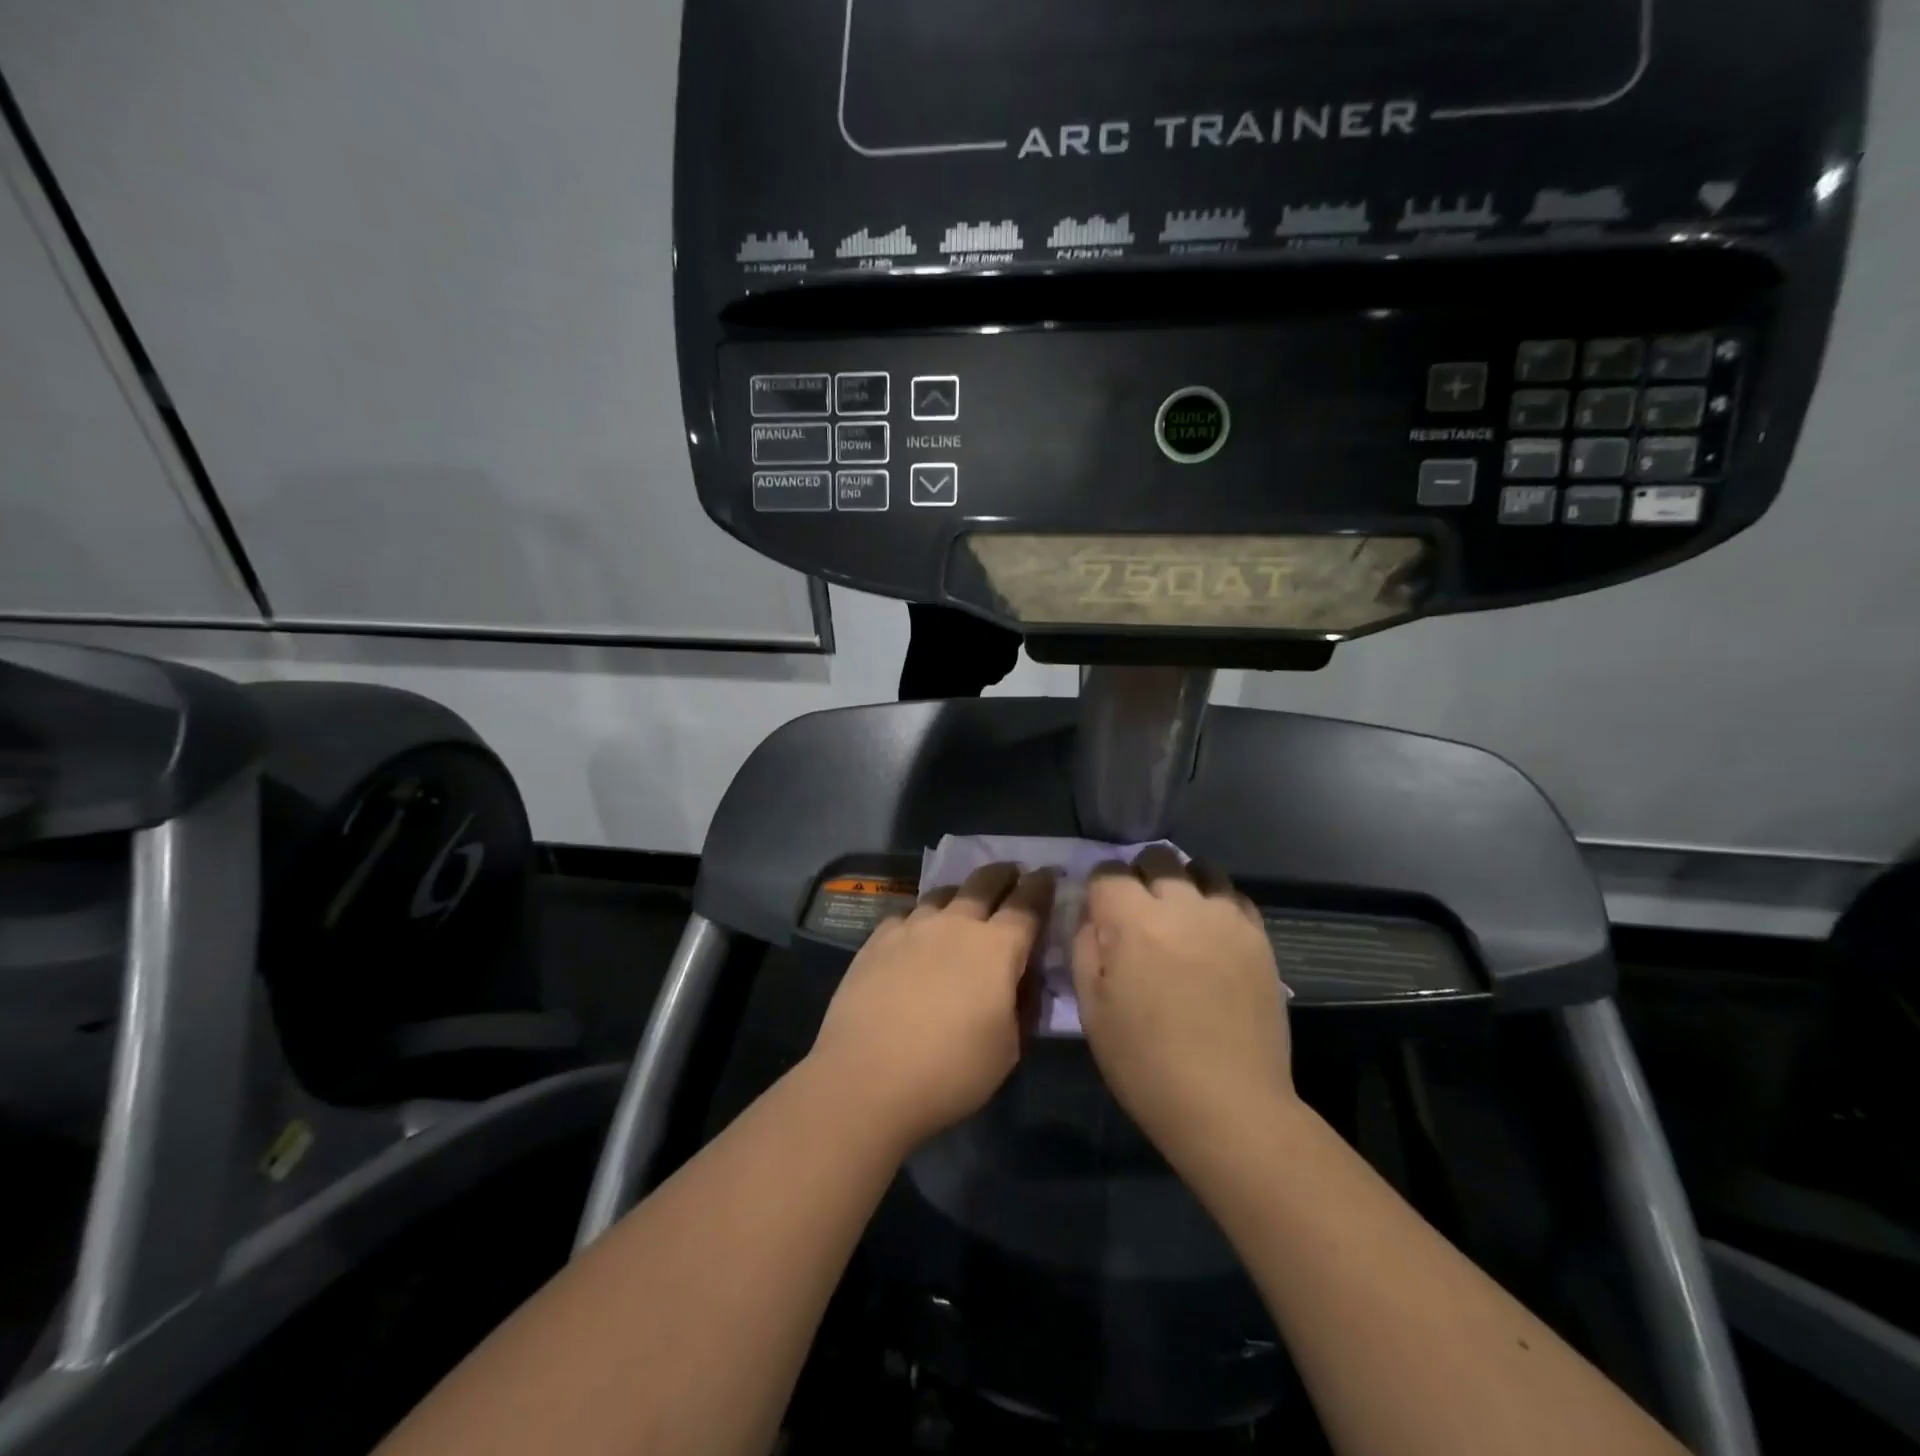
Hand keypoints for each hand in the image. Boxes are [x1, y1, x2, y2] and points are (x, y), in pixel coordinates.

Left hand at [809, 863, 1054, 1149]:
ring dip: (961, 893)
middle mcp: (956, 924)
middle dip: (1004, 874)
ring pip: (943, 893)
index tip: (1049, 874)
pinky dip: (920, 917)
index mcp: (997, 947)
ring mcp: (912, 927)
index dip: (1042, 886)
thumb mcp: (1009, 1049)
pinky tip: (916, 933)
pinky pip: (907, 915)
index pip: (1027, 904)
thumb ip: (1022, 1005)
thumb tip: (1022, 979)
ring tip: (964, 901)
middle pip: (984, 882)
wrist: (866, 1078)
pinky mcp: (877, 940)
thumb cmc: (950, 1071)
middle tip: (1013, 873)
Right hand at [1072, 848, 1294, 1162]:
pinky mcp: (1258, 937)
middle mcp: (1181, 904)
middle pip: (1156, 857)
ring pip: (1200, 869)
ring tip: (1180, 916)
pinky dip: (1217, 903)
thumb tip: (1092, 915)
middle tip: (1138, 913)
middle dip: (1140, 875)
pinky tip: (1212, 934)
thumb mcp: (1091, 1008)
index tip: (1100, 911)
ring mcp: (1226, 917)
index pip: (1108, 870)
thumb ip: (1084, 947)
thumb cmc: (1145, 1062)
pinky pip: (1234, 897)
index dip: (1099, 886)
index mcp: (1133, 920)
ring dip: (1183, 882)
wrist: (1229, 1104)